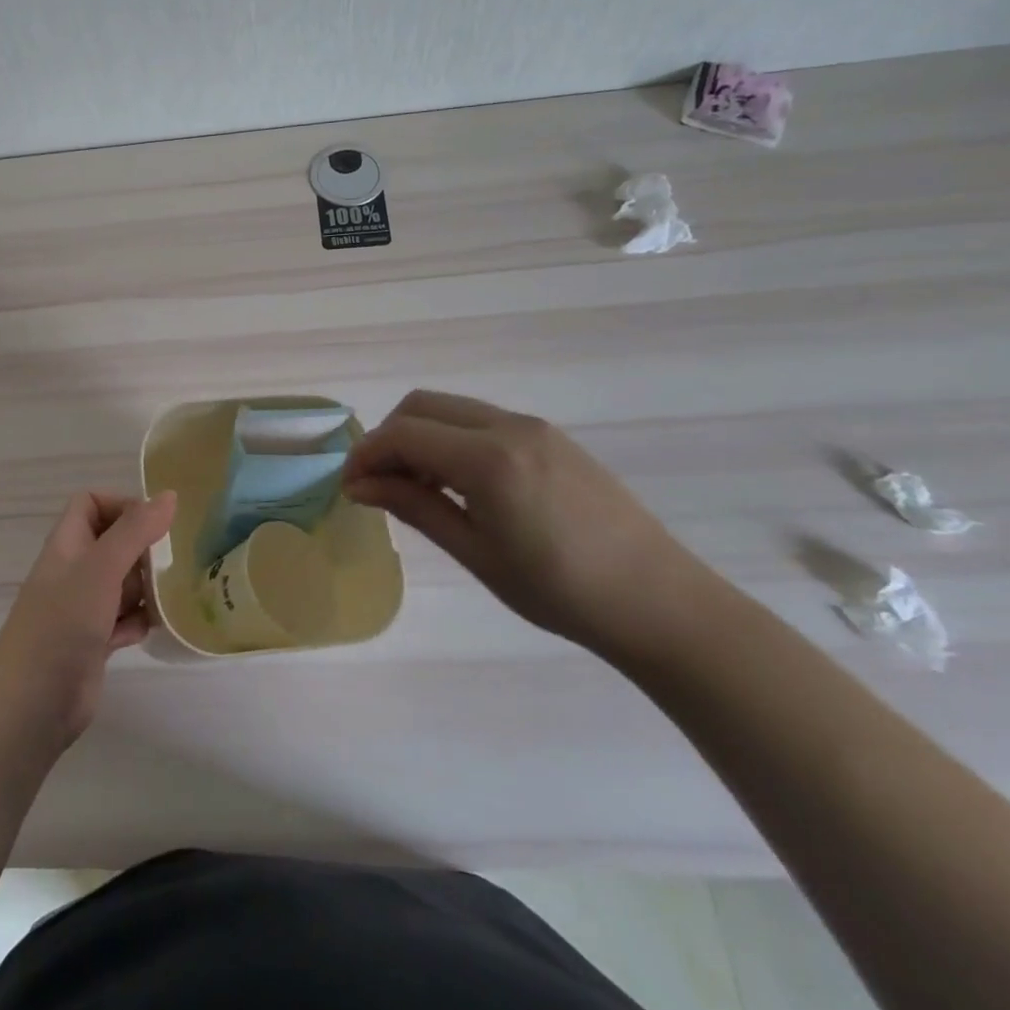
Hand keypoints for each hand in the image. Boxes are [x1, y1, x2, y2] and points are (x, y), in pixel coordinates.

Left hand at [0, 491, 176, 751]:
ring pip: (123, 582)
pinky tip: (160, 627)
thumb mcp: (100, 568)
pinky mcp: (95, 642)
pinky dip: (142, 620)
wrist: (31, 705)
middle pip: (113, 542)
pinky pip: (125, 619)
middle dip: (144, 547)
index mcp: (68, 544)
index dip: (121, 505)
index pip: (91, 504)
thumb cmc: (61, 624)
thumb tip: (170, 495)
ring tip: (178, 591)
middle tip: (177, 560)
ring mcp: (84, 608)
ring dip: (149, 586)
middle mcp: (75, 571)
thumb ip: (135, 531)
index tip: (155, 523)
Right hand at [343, 391, 713, 655]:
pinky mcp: (550, 437)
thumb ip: (414, 508)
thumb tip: (359, 486)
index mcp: (488, 458)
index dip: (366, 456)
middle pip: (421, 406)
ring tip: (416, 488)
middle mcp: (508, 426)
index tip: (349, 488)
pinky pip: (481, 420)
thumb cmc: (560, 591)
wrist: (660, 603)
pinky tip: (458, 484)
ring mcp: (534, 427)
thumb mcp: (476, 553)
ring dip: (420, 436)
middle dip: (388, 438)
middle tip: (378, 486)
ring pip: (451, 409)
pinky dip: (451, 439)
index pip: (403, 434)